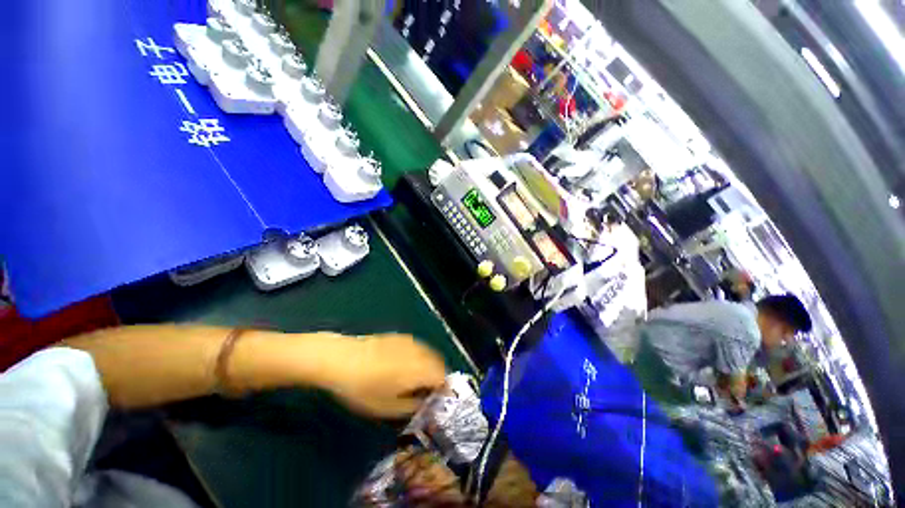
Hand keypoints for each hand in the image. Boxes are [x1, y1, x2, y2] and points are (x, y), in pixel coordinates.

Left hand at [317, 333, 446, 417]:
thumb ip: (414, 407)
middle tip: (423, 397)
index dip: (442, 394)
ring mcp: (404, 341)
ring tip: (409, 385)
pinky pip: (412, 349)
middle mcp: (419, 351)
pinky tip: (395, 370)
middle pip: (438, 364)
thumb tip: (426, 404)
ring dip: (425, 369)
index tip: (433, 406)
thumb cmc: (362, 388)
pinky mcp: (390, 337)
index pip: (445, 380)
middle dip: (435, 380)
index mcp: (423, 369)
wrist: (332, 359)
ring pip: (426, 355)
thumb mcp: (389, 408)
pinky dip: (412, 360)